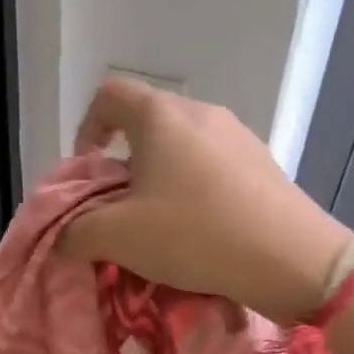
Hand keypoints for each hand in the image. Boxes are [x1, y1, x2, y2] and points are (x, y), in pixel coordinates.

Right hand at [58, 77, 351, 322]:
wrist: (290, 258)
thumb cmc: (194, 234)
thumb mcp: (119, 238)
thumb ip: (76, 231)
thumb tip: (63, 233)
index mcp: (160, 116)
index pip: (109, 95)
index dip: (87, 128)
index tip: (88, 172)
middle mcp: (201, 112)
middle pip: (147, 123)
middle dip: (124, 164)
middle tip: (120, 210)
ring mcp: (239, 136)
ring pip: (182, 147)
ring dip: (160, 179)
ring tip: (161, 225)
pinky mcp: (264, 163)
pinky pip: (213, 167)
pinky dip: (195, 190)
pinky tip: (202, 231)